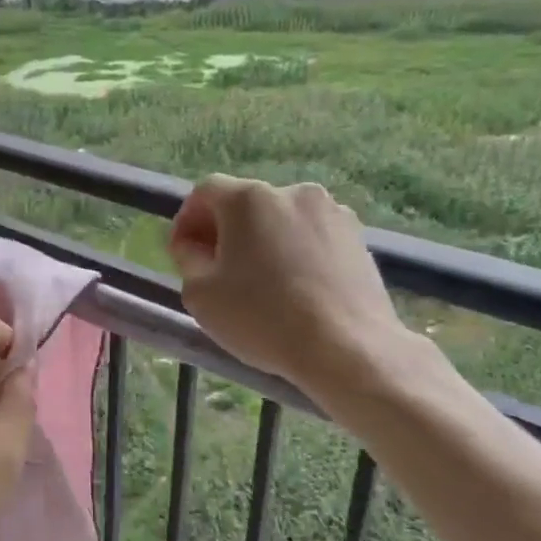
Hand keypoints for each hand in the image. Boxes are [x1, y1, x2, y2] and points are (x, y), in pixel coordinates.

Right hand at [167, 176, 421, 411]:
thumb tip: (194, 247)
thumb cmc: (262, 317)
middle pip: (246, 204)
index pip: (205, 192)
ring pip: (281, 220)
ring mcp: (332, 213)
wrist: (347, 348)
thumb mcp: (199, 294)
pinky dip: (294, 254)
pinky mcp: (359, 239)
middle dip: (225, 231)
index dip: (187, 219)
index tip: (182, 252)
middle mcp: (292, 192)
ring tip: (258, 282)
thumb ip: (188, 260)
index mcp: (248, 199)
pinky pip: (311, 238)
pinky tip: (293, 289)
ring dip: (262, 241)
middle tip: (214, 269)